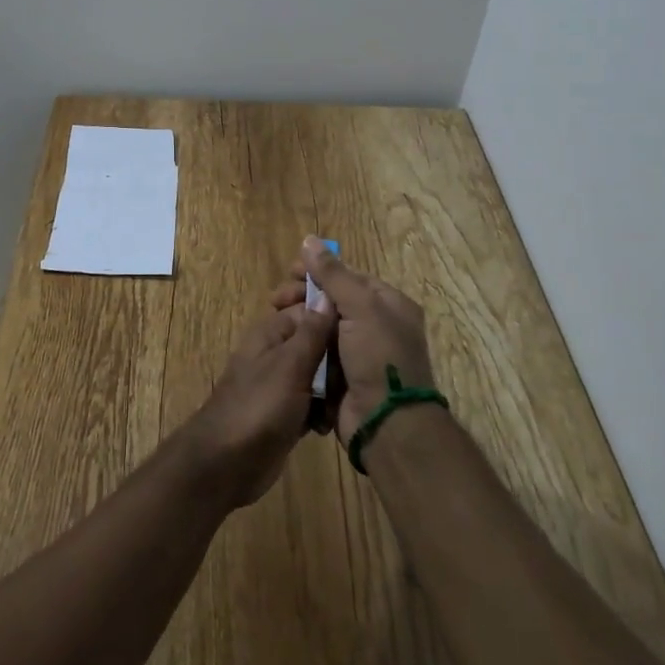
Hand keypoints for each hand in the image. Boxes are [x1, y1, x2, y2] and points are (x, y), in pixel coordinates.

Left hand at [177, 298, 335, 507]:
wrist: (226, 463)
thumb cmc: (258, 407)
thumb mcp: (290, 365)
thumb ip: (312, 332)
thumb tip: (329, 294)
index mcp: (273, 332)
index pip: (312, 310)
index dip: (336, 319)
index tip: (361, 334)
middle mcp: (278, 352)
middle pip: (320, 344)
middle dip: (337, 362)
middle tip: (350, 381)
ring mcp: (282, 384)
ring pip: (320, 376)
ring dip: (333, 391)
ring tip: (338, 408)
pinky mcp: (287, 413)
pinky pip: (314, 403)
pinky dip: (322, 413)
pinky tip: (326, 427)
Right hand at [272, 236, 435, 443]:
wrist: (388, 425)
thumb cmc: (380, 358)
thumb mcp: (360, 308)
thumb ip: (333, 274)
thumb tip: (309, 239)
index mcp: (388, 305)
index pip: (349, 276)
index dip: (319, 270)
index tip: (290, 270)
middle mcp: (376, 326)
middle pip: (332, 301)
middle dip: (304, 296)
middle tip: (276, 299)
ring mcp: (358, 353)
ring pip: (322, 327)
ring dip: (299, 321)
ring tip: (275, 320)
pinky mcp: (342, 377)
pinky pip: (318, 354)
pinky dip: (302, 347)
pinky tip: (283, 343)